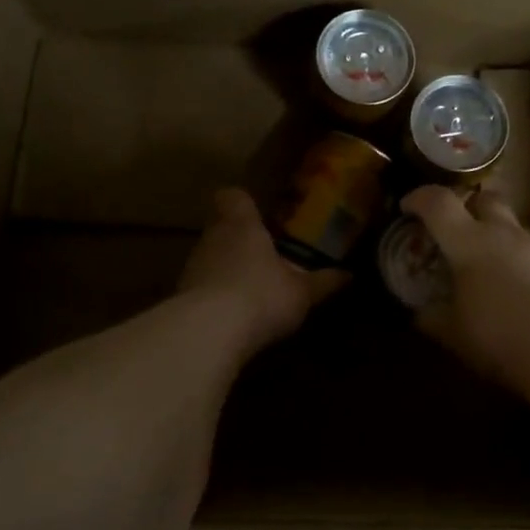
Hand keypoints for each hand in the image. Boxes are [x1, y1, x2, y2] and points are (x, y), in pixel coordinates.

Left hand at [179, 188, 346, 357]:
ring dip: (226, 269)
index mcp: (242, 225)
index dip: (243, 202)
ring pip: (210, 257)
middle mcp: (212, 238)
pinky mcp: (181, 296)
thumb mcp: (302, 293)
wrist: (208, 333)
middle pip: (221, 228)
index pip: (233, 197)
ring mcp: (192, 267)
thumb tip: (348, 275)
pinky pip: (202, 287)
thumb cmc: (262, 296)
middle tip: (265, 257)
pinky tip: (233, 316)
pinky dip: (215, 296)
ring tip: (251, 289)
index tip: (258, 214)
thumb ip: (323, 282)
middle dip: (240, 241)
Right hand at [401, 186, 529, 370]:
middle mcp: (504, 233)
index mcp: (467, 243)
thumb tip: (421, 313)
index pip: (438, 203)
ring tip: (497, 271)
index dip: (419, 198)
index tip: (408, 207)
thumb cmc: (496, 335)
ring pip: (516, 227)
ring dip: (502, 239)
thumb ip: (432, 317)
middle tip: (460, 231)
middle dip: (470, 207)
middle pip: (485, 199)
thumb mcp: (452, 333)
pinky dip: (529, 264)